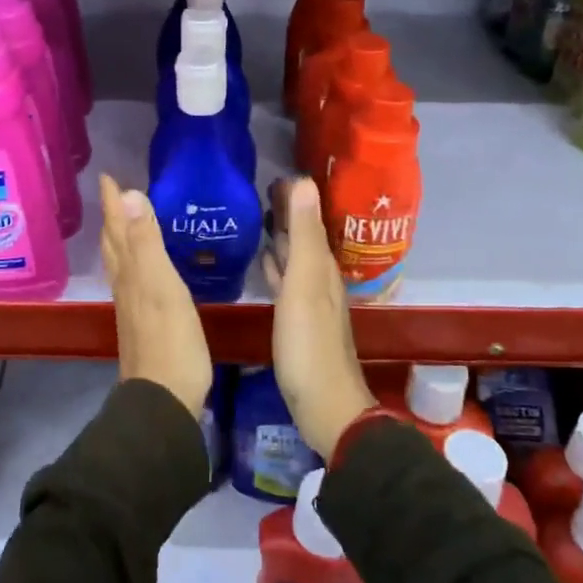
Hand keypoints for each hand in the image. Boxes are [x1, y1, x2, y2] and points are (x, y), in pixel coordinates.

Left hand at [100, 173, 212, 415]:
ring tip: (125, 223)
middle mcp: (126, 285)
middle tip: (114, 194)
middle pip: (114, 244)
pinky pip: (133, 281)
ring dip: (121, 239)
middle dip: (113, 217)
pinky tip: (143, 270)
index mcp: (130, 272)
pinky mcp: (144, 323)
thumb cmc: (170, 340)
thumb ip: (147, 242)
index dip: (112, 203)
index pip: (117, 228)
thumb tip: (130, 195)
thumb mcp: (162, 285)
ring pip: (121, 263)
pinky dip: (134, 263)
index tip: (107, 176)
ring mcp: (133, 307)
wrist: (164, 399)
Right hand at [262, 177, 374, 457]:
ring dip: (280, 238)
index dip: (294, 197)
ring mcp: (309, 301)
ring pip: (295, 257)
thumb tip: (305, 182)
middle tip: (259, 191)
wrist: (324, 407)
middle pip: (303, 237)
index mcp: (323, 266)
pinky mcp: (297, 321)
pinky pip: (286, 280)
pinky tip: (263, 262)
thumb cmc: (309, 344)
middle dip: (286, 213)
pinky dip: (275, 265)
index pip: (310, 219)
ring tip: (257, 218)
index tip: (272, 175)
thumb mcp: (305, 284)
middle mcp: (320, 279)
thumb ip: (305, 235)